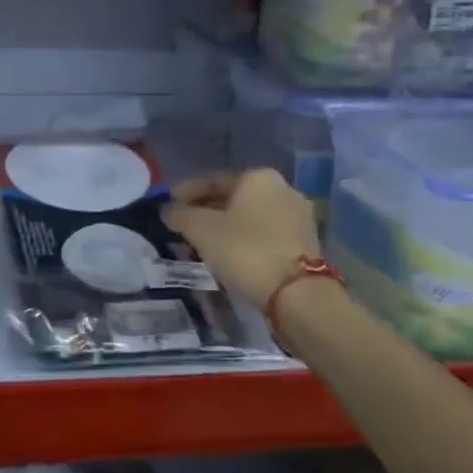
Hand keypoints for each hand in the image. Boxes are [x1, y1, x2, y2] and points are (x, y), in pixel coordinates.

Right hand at [163, 169, 320, 308]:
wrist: (297, 294)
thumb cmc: (245, 250)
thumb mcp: (201, 230)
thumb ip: (180, 215)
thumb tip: (168, 210)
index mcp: (258, 177)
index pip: (212, 181)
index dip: (186, 193)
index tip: (168, 206)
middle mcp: (283, 189)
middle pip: (233, 198)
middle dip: (206, 210)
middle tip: (183, 225)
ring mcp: (298, 217)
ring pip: (249, 217)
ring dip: (226, 227)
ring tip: (203, 243)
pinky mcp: (305, 243)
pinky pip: (264, 234)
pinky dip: (244, 240)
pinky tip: (229, 254)